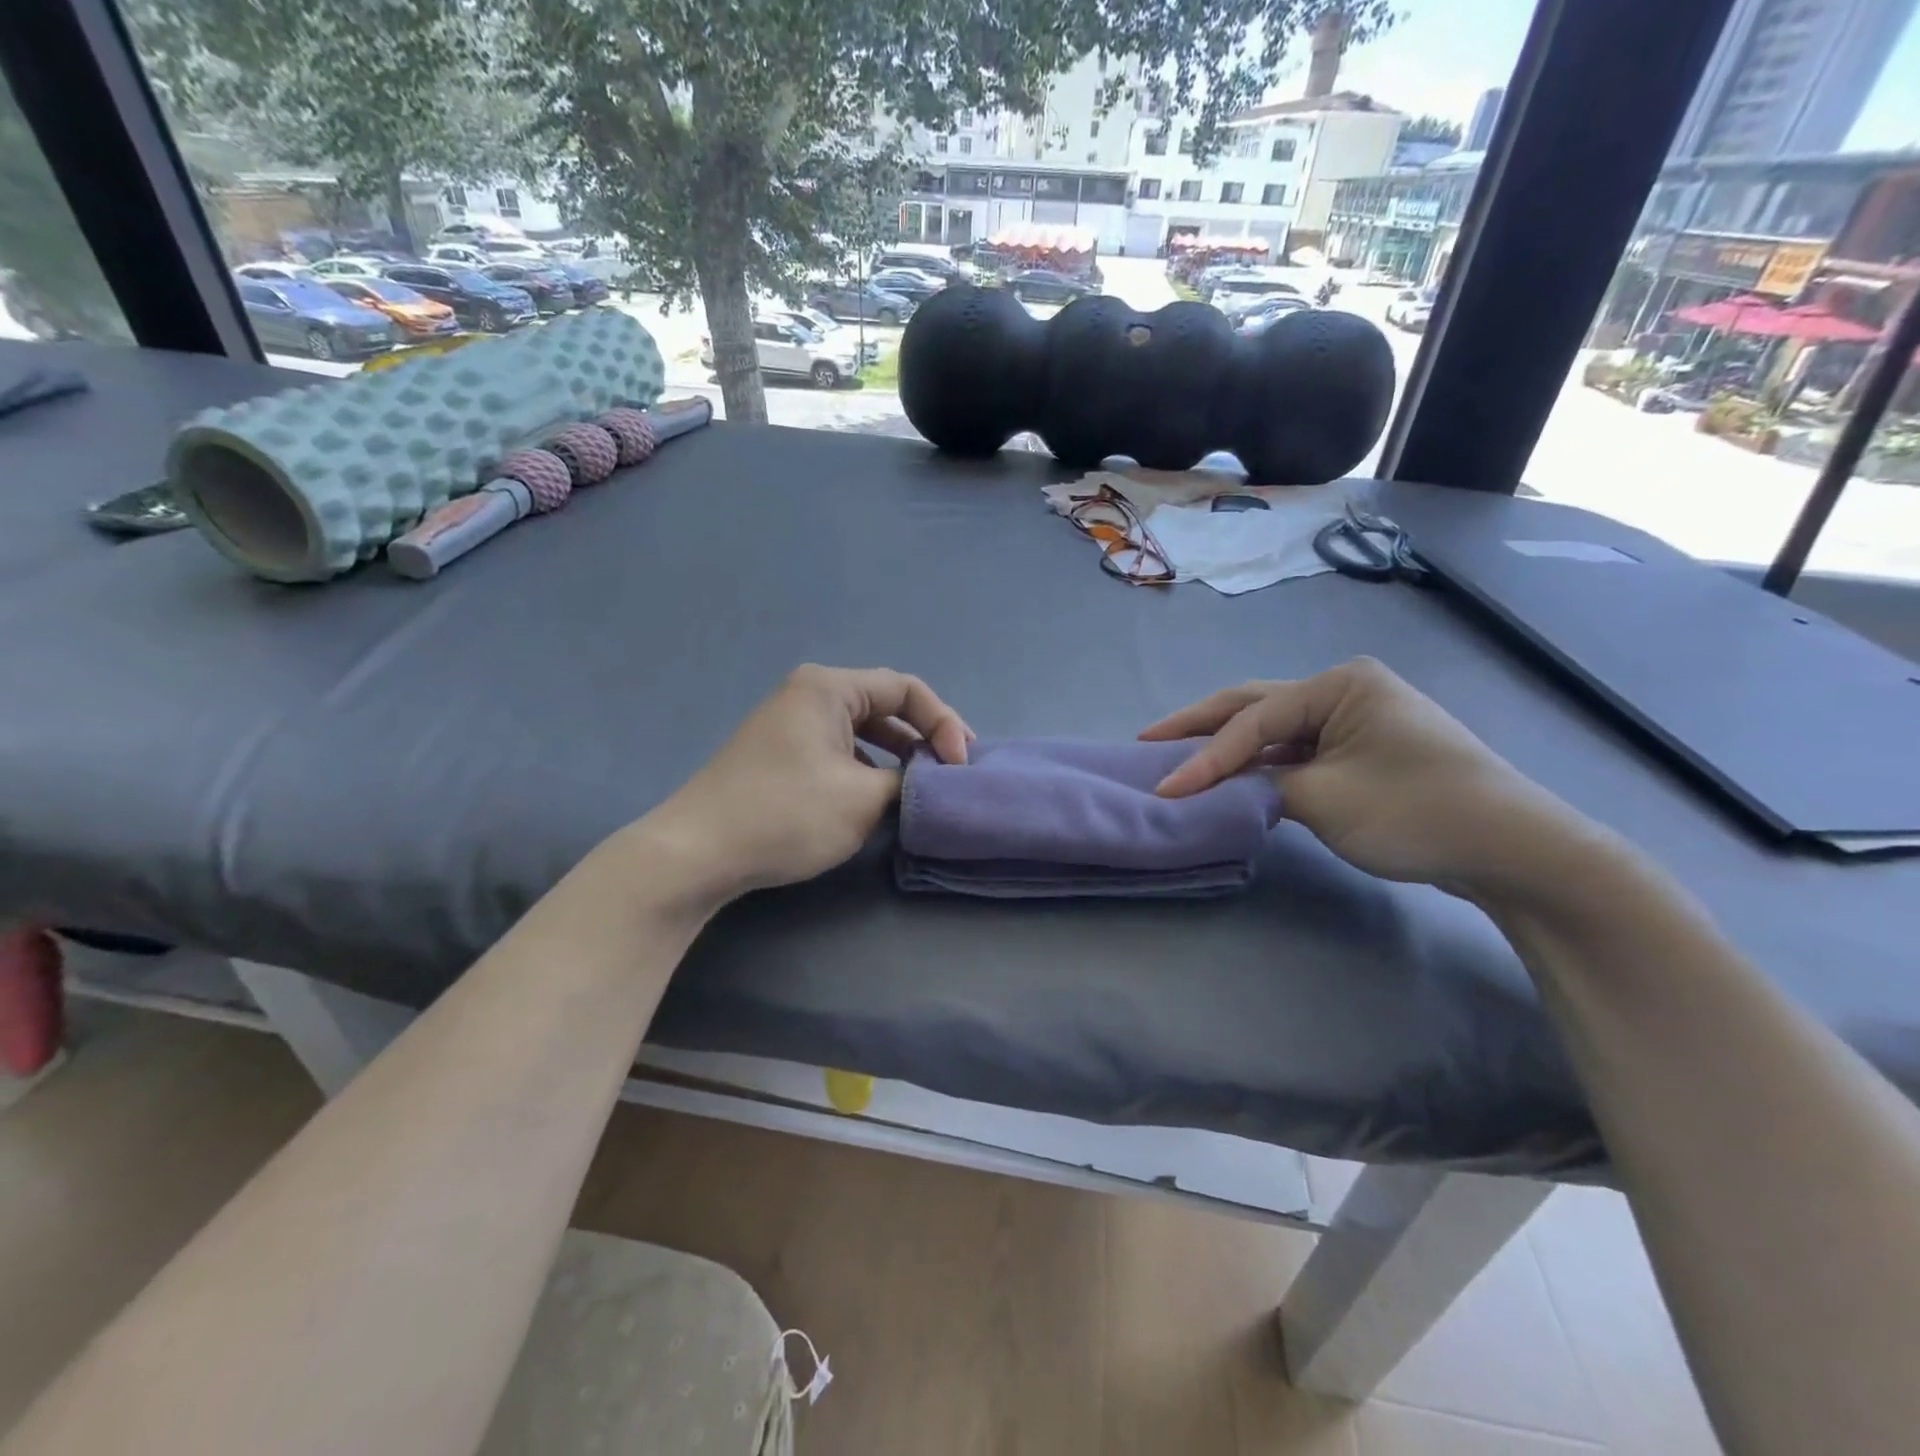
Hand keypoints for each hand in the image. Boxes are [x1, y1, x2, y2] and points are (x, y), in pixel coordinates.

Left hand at [639, 665, 971, 903]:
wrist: (698, 852)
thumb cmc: (786, 814)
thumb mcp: (863, 799)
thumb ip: (908, 782)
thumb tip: (926, 783)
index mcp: (829, 688)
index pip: (906, 689)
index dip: (943, 723)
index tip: (960, 765)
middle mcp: (809, 694)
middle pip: (885, 705)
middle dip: (923, 737)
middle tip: (953, 771)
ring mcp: (790, 723)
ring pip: (863, 730)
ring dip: (897, 754)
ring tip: (923, 784)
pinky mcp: (781, 754)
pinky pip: (839, 749)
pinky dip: (868, 767)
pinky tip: (879, 795)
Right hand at [1141, 658, 1592, 894]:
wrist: (1514, 850)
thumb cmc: (1418, 811)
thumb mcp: (1325, 799)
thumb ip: (1260, 786)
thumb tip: (1220, 788)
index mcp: (1339, 685)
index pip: (1253, 720)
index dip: (1204, 757)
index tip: (1165, 789)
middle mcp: (1344, 691)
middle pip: (1257, 708)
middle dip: (1201, 727)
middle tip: (1147, 741)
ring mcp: (1356, 721)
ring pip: (1275, 731)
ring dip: (1231, 749)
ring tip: (1179, 759)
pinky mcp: (1364, 751)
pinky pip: (1298, 752)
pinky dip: (1262, 767)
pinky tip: (1234, 779)